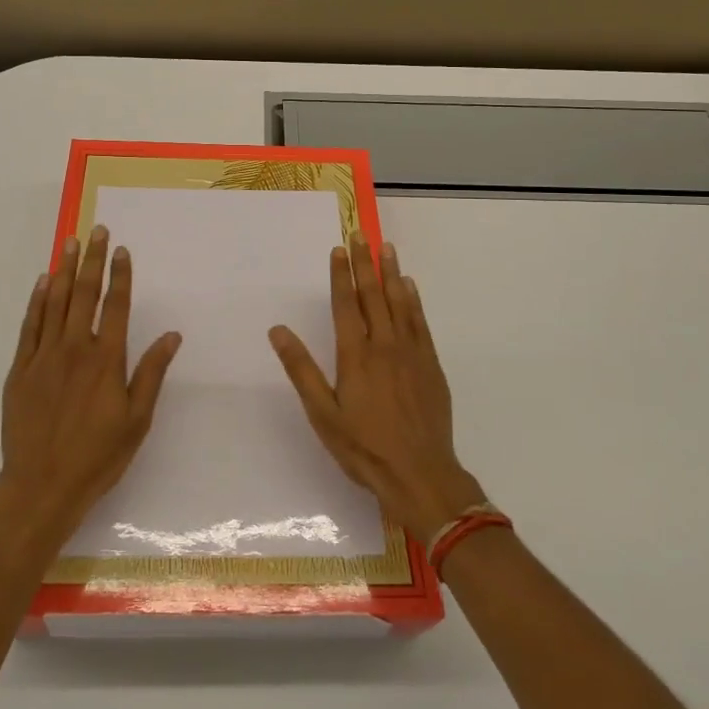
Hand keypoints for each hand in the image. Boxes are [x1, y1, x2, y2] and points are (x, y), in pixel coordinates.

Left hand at [0, 225, 181, 546]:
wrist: (41, 487)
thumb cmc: (97, 456)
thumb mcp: (137, 420)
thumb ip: (152, 373)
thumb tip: (172, 335)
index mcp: (106, 360)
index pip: (116, 306)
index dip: (120, 275)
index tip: (122, 250)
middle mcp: (75, 349)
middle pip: (84, 295)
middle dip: (92, 260)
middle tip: (96, 231)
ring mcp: (44, 357)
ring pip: (55, 303)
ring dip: (64, 270)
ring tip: (70, 243)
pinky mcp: (20, 370)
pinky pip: (29, 326)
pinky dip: (37, 301)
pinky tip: (43, 283)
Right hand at [269, 237, 485, 538]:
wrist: (421, 474)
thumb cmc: (364, 447)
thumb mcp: (323, 414)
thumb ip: (301, 369)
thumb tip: (278, 330)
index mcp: (355, 354)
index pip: (345, 304)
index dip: (341, 274)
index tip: (339, 249)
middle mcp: (384, 344)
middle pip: (373, 294)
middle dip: (365, 263)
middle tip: (361, 234)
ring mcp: (411, 352)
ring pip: (400, 302)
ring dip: (391, 272)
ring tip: (386, 247)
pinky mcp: (430, 364)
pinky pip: (420, 322)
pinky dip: (414, 300)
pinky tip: (410, 286)